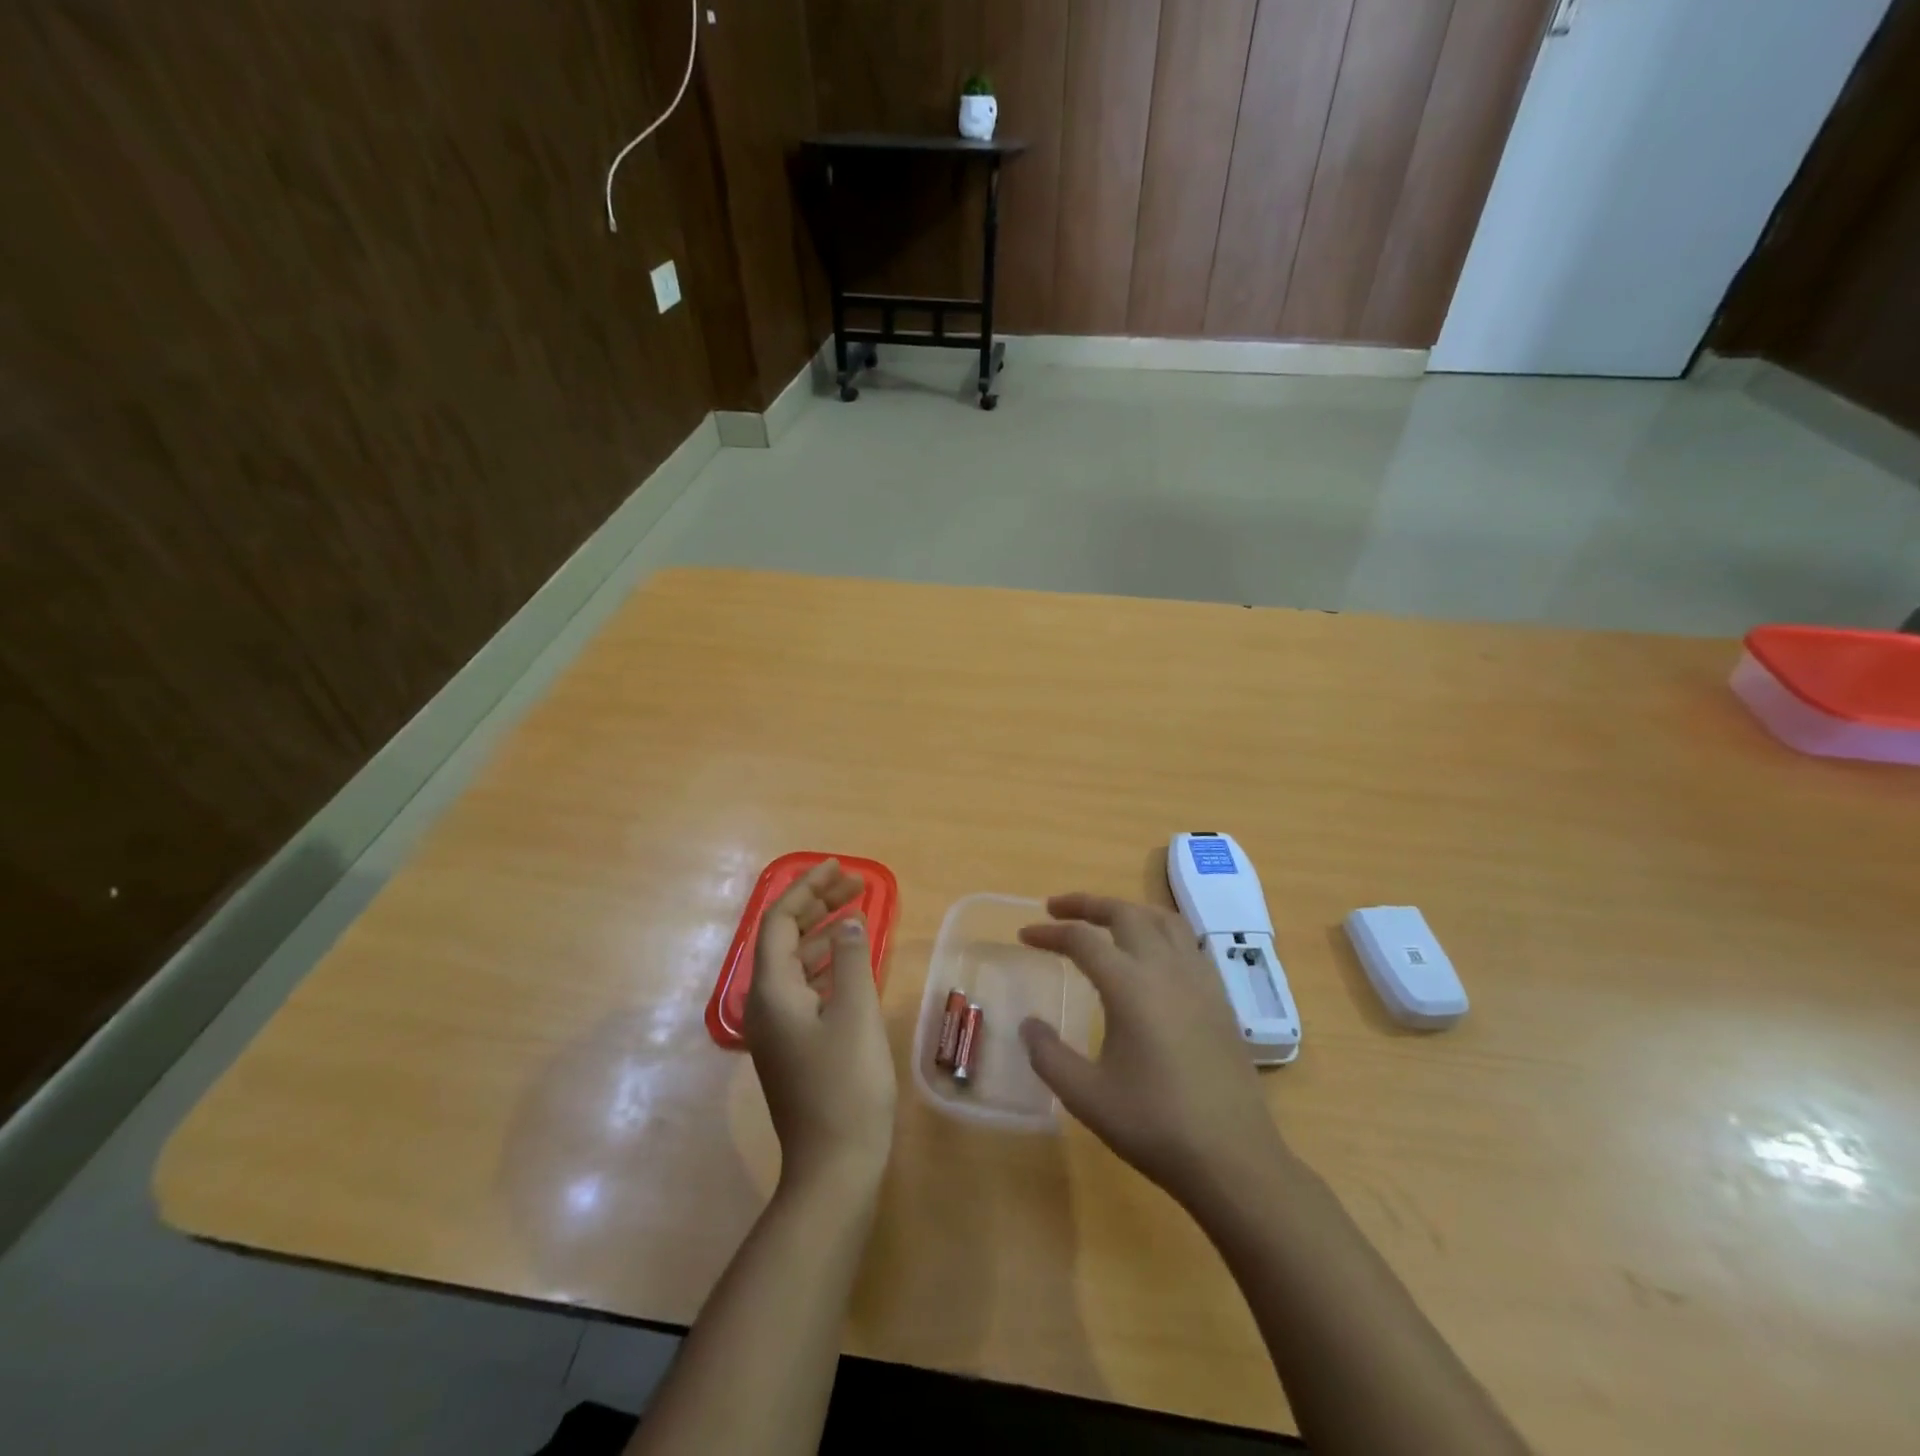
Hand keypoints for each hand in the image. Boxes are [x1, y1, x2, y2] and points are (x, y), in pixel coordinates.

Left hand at [746, 860, 896, 1193]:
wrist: (834, 1167)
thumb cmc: (846, 1085)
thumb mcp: (855, 1013)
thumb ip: (852, 959)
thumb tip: (849, 922)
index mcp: (771, 991)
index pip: (779, 921)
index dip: (807, 889)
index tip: (839, 868)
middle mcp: (765, 1004)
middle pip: (785, 938)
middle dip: (817, 905)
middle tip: (856, 885)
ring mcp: (777, 1028)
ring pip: (796, 963)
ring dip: (824, 933)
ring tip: (858, 913)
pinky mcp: (793, 1046)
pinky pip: (805, 988)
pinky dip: (827, 965)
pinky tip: (852, 962)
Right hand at [1019, 893, 1286, 1205]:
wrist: (1234, 1158)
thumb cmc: (1155, 1125)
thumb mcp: (1086, 1096)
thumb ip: (1049, 1056)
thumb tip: (1028, 1025)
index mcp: (1130, 986)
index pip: (1083, 940)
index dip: (1049, 933)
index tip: (1025, 935)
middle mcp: (1166, 969)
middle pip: (1125, 913)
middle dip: (1087, 904)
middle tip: (1057, 908)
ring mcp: (1199, 980)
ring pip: (1162, 919)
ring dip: (1127, 910)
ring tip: (1104, 921)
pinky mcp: (1219, 998)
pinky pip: (1186, 942)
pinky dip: (1159, 930)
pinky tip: (1151, 955)